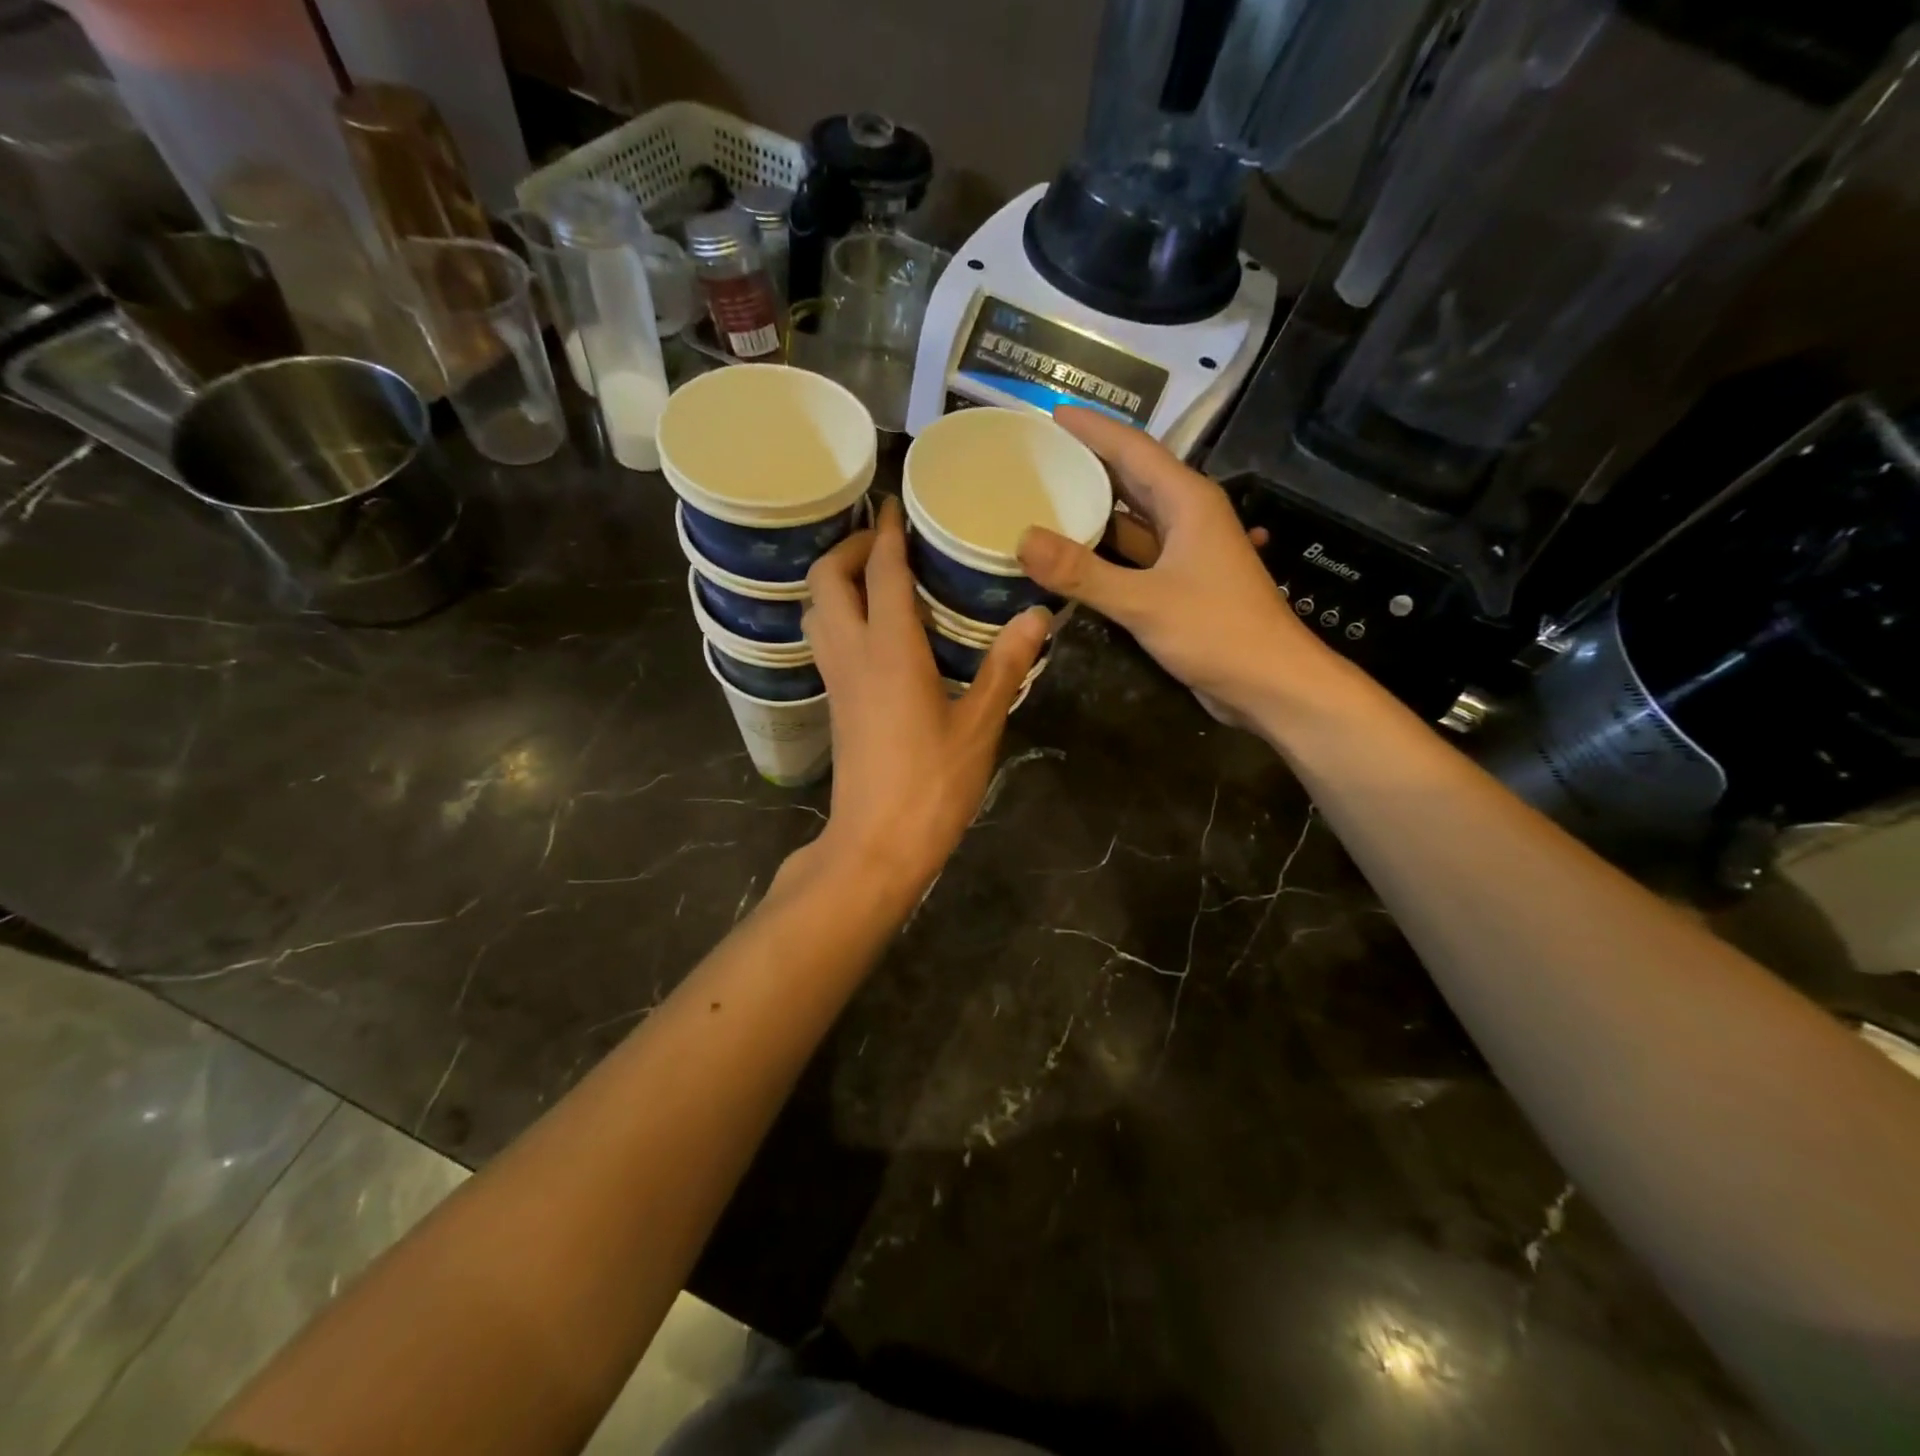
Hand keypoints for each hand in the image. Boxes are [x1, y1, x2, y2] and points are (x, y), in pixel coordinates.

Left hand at [801, 497, 1048, 901]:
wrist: (878, 843)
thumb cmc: (933, 784)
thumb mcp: (980, 724)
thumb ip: (1005, 665)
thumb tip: (1036, 615)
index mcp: (889, 649)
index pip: (879, 570)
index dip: (885, 532)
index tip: (894, 503)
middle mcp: (851, 654)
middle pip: (826, 580)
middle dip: (847, 548)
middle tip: (886, 541)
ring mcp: (836, 680)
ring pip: (816, 610)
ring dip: (836, 580)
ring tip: (876, 575)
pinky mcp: (835, 703)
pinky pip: (824, 638)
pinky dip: (838, 613)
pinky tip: (874, 627)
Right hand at [1018, 406, 1341, 725]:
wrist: (1272, 684)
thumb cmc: (1218, 632)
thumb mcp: (1144, 601)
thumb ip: (1082, 572)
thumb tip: (1022, 539)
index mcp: (1187, 500)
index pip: (1132, 448)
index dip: (1091, 429)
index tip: (1048, 414)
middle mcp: (1187, 516)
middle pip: (1130, 478)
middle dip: (1086, 464)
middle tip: (1036, 457)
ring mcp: (1185, 552)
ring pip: (1130, 520)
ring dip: (1092, 512)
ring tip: (1043, 502)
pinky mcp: (1180, 584)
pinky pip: (1133, 556)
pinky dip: (1102, 553)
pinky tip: (1070, 558)